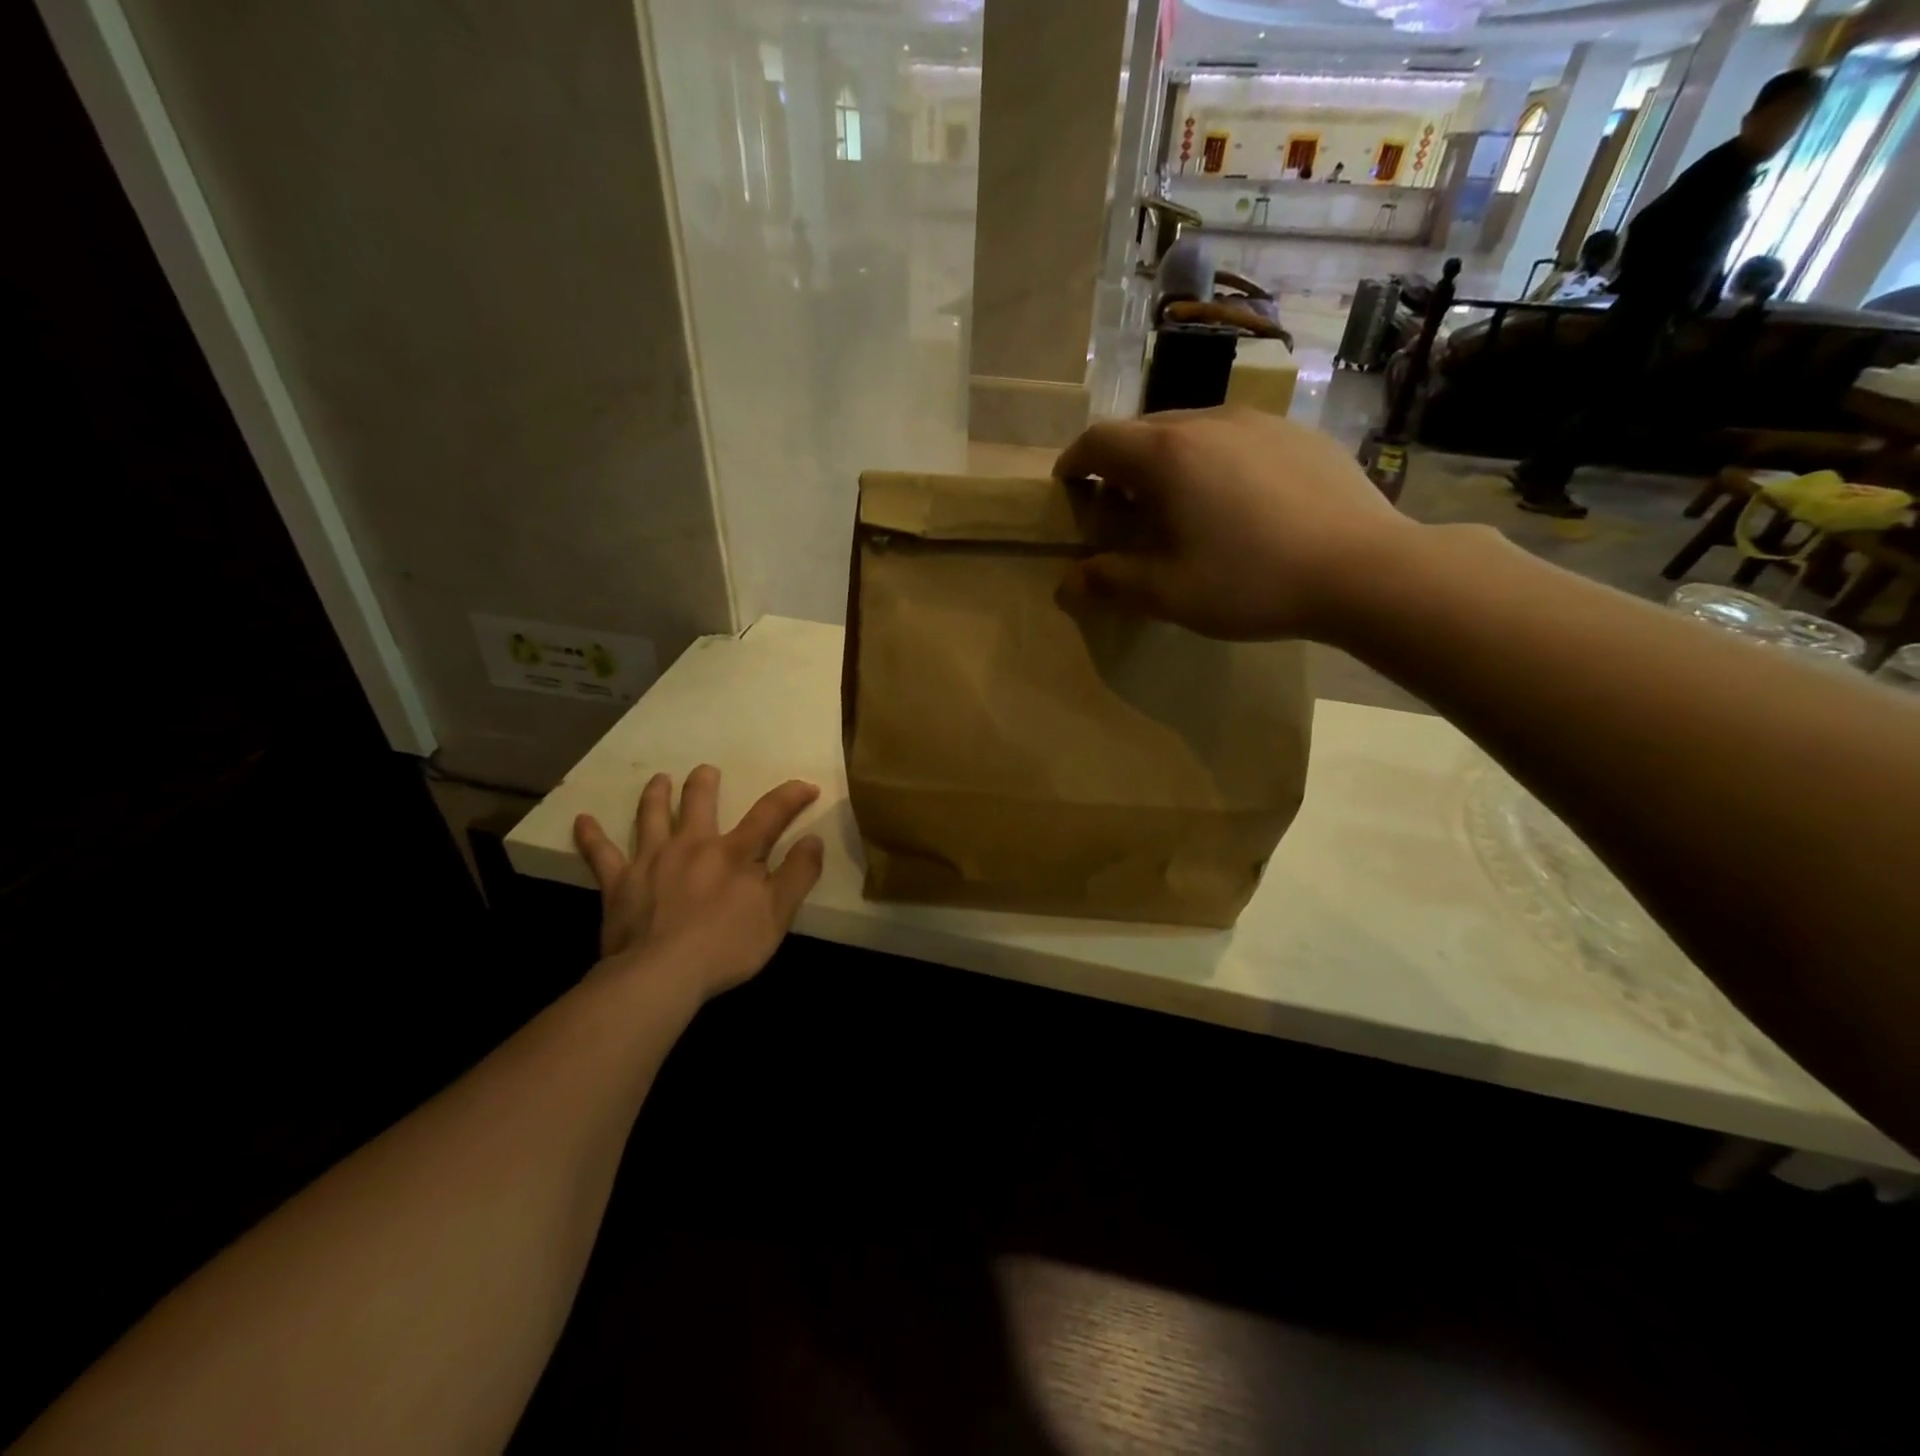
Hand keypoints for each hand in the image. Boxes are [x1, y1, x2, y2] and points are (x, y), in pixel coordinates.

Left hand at [573, 767, 824, 1000]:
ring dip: (656, 794)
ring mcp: (652, 860)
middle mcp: (692, 844)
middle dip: (705, 783)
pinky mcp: (619, 883)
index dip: (791, 796)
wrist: (661, 974)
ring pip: (652, 816)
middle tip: (706, 771)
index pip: (770, 813)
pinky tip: (582, 820)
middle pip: (699, 802)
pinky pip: (601, 853)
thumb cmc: (727, 946)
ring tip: (658, 779)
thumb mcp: (778, 914)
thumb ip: (799, 874)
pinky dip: (591, 836)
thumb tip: (813, 839)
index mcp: (734, 852)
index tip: (807, 786)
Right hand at [1054, 407, 1411, 640]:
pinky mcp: (1299, 434)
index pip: (1099, 440)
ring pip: (1193, 430)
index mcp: (1167, 454)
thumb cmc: (1251, 581)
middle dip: (1120, 464)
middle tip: (1120, 507)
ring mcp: (1260, 421)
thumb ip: (1109, 582)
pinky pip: (1238, 438)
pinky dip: (1216, 462)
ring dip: (1169, 462)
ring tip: (1179, 505)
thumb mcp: (1167, 593)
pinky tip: (1237, 504)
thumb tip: (1066, 585)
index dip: (1074, 461)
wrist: (1365, 569)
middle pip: (1144, 430)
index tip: (1067, 486)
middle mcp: (1209, 420)